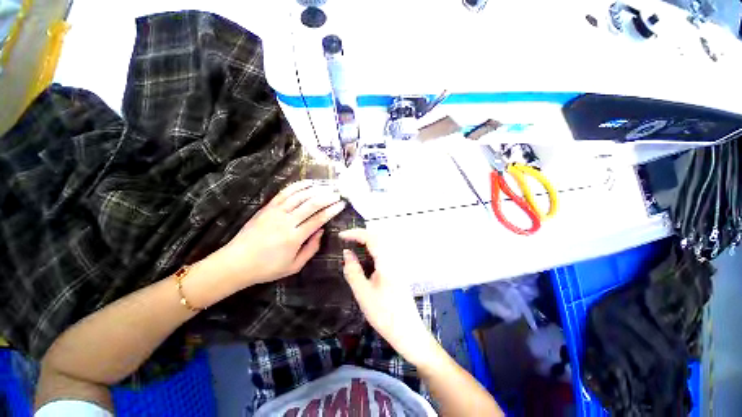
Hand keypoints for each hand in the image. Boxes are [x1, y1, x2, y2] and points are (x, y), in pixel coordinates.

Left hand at [212, 180, 345, 285]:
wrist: (236, 263)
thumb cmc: (267, 268)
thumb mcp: (294, 266)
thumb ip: (311, 248)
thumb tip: (321, 231)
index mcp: (294, 237)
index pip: (318, 219)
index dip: (332, 210)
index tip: (341, 204)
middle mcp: (286, 221)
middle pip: (311, 204)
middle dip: (327, 197)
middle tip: (338, 193)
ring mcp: (275, 212)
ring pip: (299, 196)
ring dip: (315, 190)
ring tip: (326, 187)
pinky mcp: (267, 208)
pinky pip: (284, 193)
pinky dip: (297, 186)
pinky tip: (307, 183)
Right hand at [340, 229, 439, 365]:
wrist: (408, 332)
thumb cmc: (384, 314)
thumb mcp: (363, 293)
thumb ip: (353, 270)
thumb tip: (347, 252)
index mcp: (386, 262)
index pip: (371, 238)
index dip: (355, 233)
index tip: (340, 236)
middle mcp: (394, 258)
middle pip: (377, 237)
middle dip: (361, 234)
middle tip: (345, 239)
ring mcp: (397, 264)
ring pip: (381, 244)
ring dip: (366, 241)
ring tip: (352, 245)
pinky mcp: (397, 271)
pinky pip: (383, 253)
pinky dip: (372, 249)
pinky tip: (364, 258)